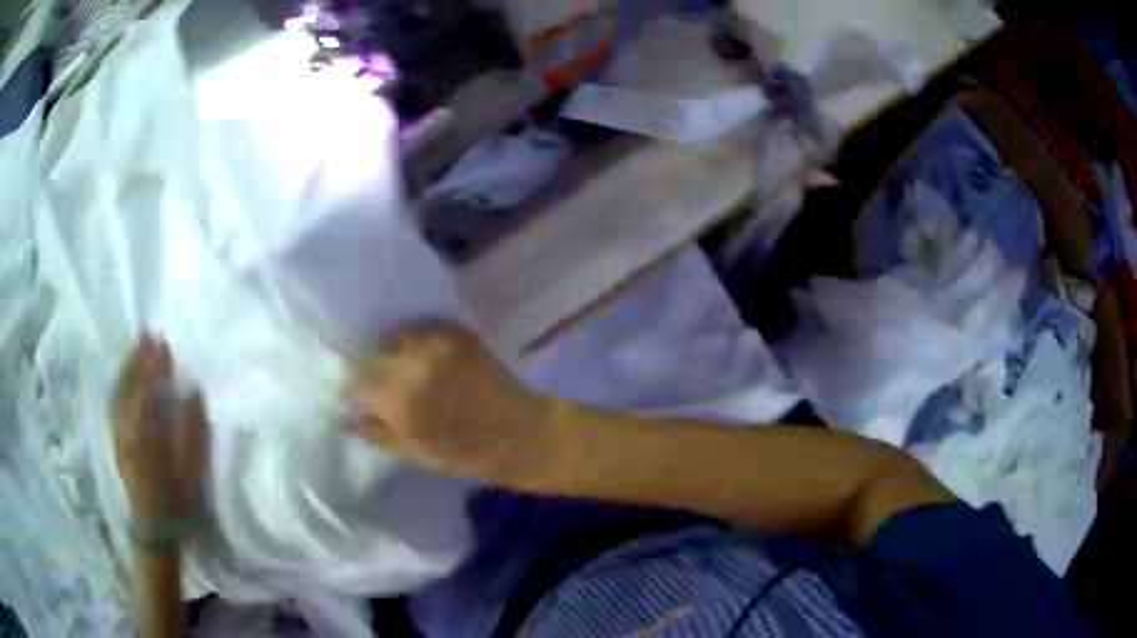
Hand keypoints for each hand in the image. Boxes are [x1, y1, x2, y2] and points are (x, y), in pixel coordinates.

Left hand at [113, 335, 208, 539]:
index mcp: (144, 440)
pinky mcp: (116, 441)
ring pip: (118, 393)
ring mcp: (118, 436)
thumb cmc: (177, 506)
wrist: (154, 532)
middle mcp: (125, 432)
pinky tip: (125, 375)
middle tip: (148, 333)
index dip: (154, 366)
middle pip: (128, 387)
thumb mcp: (192, 476)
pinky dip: (120, 383)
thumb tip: (192, 393)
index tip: (164, 344)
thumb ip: (192, 433)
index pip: (146, 392)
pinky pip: (115, 403)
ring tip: (137, 346)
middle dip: (137, 358)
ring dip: (127, 367)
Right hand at [349, 322, 556, 486]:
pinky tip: (421, 354)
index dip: (355, 388)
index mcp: (402, 402)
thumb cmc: (469, 456)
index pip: (356, 380)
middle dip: (370, 368)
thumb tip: (346, 414)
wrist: (523, 435)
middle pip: (371, 354)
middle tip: (378, 382)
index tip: (358, 394)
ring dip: (391, 350)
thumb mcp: (415, 454)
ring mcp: (439, 344)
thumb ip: (376, 431)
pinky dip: (415, 339)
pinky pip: (421, 327)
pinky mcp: (459, 333)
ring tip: (401, 366)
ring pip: (394, 336)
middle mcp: (416, 366)